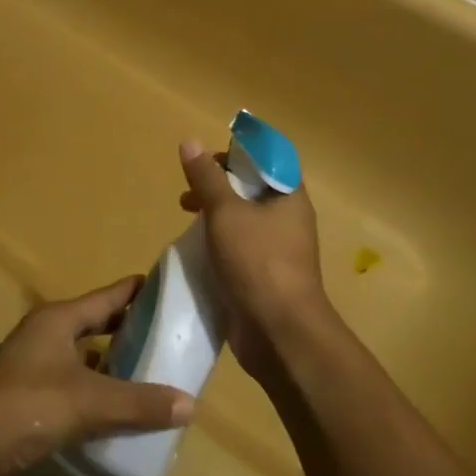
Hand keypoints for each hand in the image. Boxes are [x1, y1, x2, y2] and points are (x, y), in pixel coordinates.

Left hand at [0, 278, 195, 475]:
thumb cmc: (27, 406)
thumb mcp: (89, 401)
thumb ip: (139, 403)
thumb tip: (191, 404)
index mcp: (59, 319)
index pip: (108, 296)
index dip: (139, 291)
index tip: (171, 288)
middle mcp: (48, 334)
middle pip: (98, 323)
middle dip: (131, 328)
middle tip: (171, 334)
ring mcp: (37, 365)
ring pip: (87, 356)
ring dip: (116, 363)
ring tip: (154, 372)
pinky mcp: (33, 396)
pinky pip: (77, 385)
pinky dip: (99, 391)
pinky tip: (122, 409)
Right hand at [178, 139, 326, 381]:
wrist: (280, 334)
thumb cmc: (258, 262)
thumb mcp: (226, 212)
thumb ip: (207, 178)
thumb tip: (190, 141)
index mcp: (289, 197)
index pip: (269, 159)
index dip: (240, 152)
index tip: (209, 158)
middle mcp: (288, 219)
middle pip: (252, 188)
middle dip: (219, 183)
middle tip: (190, 189)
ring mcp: (278, 250)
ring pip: (244, 219)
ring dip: (215, 213)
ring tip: (186, 215)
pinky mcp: (264, 277)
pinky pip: (240, 248)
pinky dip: (218, 242)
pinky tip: (196, 248)